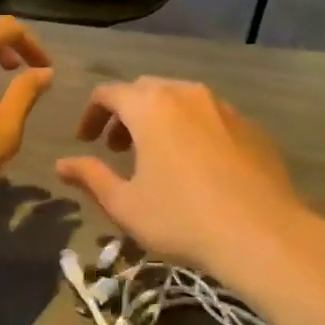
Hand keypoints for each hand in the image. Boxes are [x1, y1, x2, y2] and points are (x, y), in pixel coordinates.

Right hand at [55, 79, 312, 277]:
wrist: (261, 233)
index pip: (109, 93)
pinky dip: (193, 130)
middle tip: (117, 149)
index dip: (91, 114)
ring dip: (160, 120)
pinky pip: (211, 117)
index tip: (86, 142)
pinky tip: (198, 166)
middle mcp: (187, 94)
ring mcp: (224, 107)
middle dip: (125, 114)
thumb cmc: (181, 218)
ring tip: (157, 157)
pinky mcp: (251, 126)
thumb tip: (62, 164)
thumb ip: (90, 177)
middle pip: (146, 91)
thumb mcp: (124, 204)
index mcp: (150, 106)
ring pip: (181, 100)